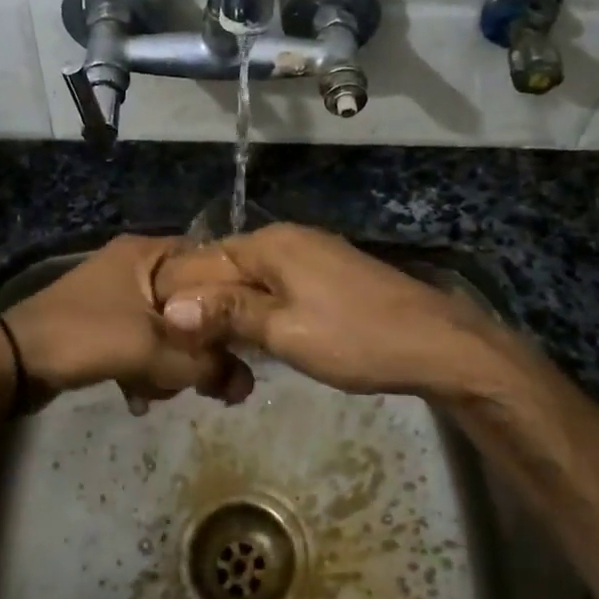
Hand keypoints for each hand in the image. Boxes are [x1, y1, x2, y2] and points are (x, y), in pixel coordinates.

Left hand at [0, 235, 251, 408]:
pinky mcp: (103, 324)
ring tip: (156, 391)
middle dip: (194, 347)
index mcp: (147, 252)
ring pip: (167, 328)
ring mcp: (117, 295)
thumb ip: (205, 365)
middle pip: (190, 303)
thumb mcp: (151, 350)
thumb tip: (248, 384)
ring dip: (167, 364)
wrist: (11, 364)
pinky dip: (145, 369)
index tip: (241, 336)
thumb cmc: (84, 337)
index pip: (209, 263)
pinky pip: (142, 343)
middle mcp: (135, 266)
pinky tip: (137, 397)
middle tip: (202, 380)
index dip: (228, 299)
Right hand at [155, 223, 514, 398]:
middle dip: (205, 311)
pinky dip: (260, 315)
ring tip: (214, 359)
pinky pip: (277, 290)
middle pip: (226, 270)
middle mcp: (286, 239)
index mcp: (269, 244)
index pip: (202, 261)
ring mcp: (310, 256)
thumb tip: (172, 307)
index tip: (163, 340)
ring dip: (232, 317)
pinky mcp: (327, 276)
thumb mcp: (285, 332)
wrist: (435, 344)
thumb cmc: (355, 338)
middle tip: (189, 359)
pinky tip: (252, 344)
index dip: (179, 298)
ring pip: (251, 283)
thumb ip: (228, 315)